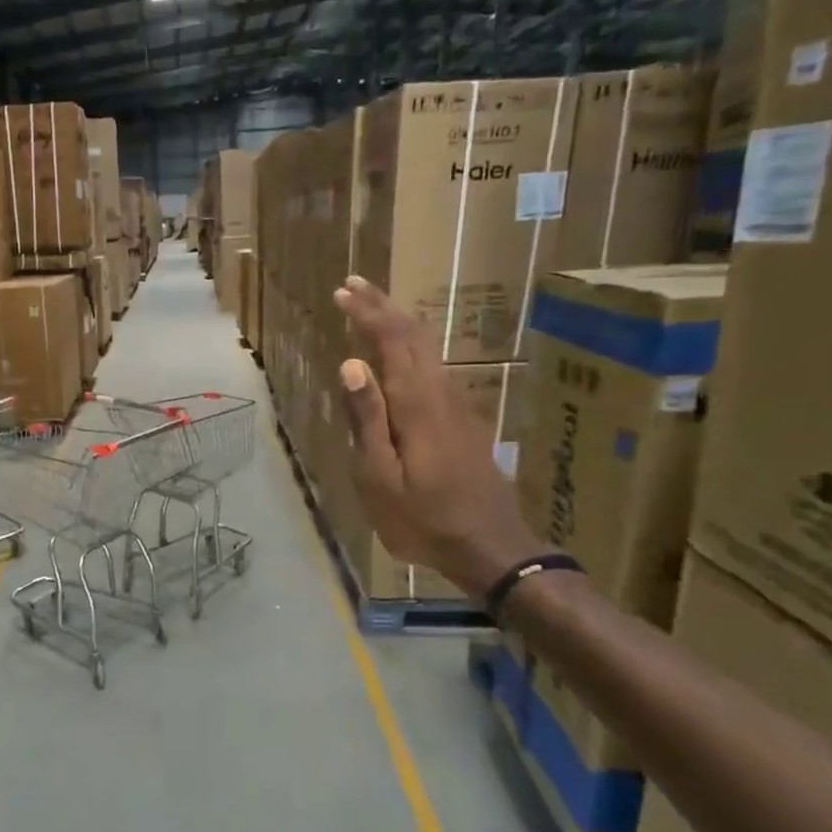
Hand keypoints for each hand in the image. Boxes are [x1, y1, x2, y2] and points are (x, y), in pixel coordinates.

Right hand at [333, 277, 542, 598]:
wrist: (489, 546)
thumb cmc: (423, 519)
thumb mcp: (380, 476)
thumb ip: (367, 418)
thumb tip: (351, 363)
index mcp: (416, 404)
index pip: (391, 342)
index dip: (367, 313)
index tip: (341, 292)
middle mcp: (441, 393)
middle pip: (414, 336)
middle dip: (383, 307)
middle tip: (354, 285)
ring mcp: (457, 406)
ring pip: (427, 350)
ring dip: (398, 324)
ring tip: (372, 309)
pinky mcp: (462, 421)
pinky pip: (432, 368)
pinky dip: (410, 348)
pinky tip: (399, 356)